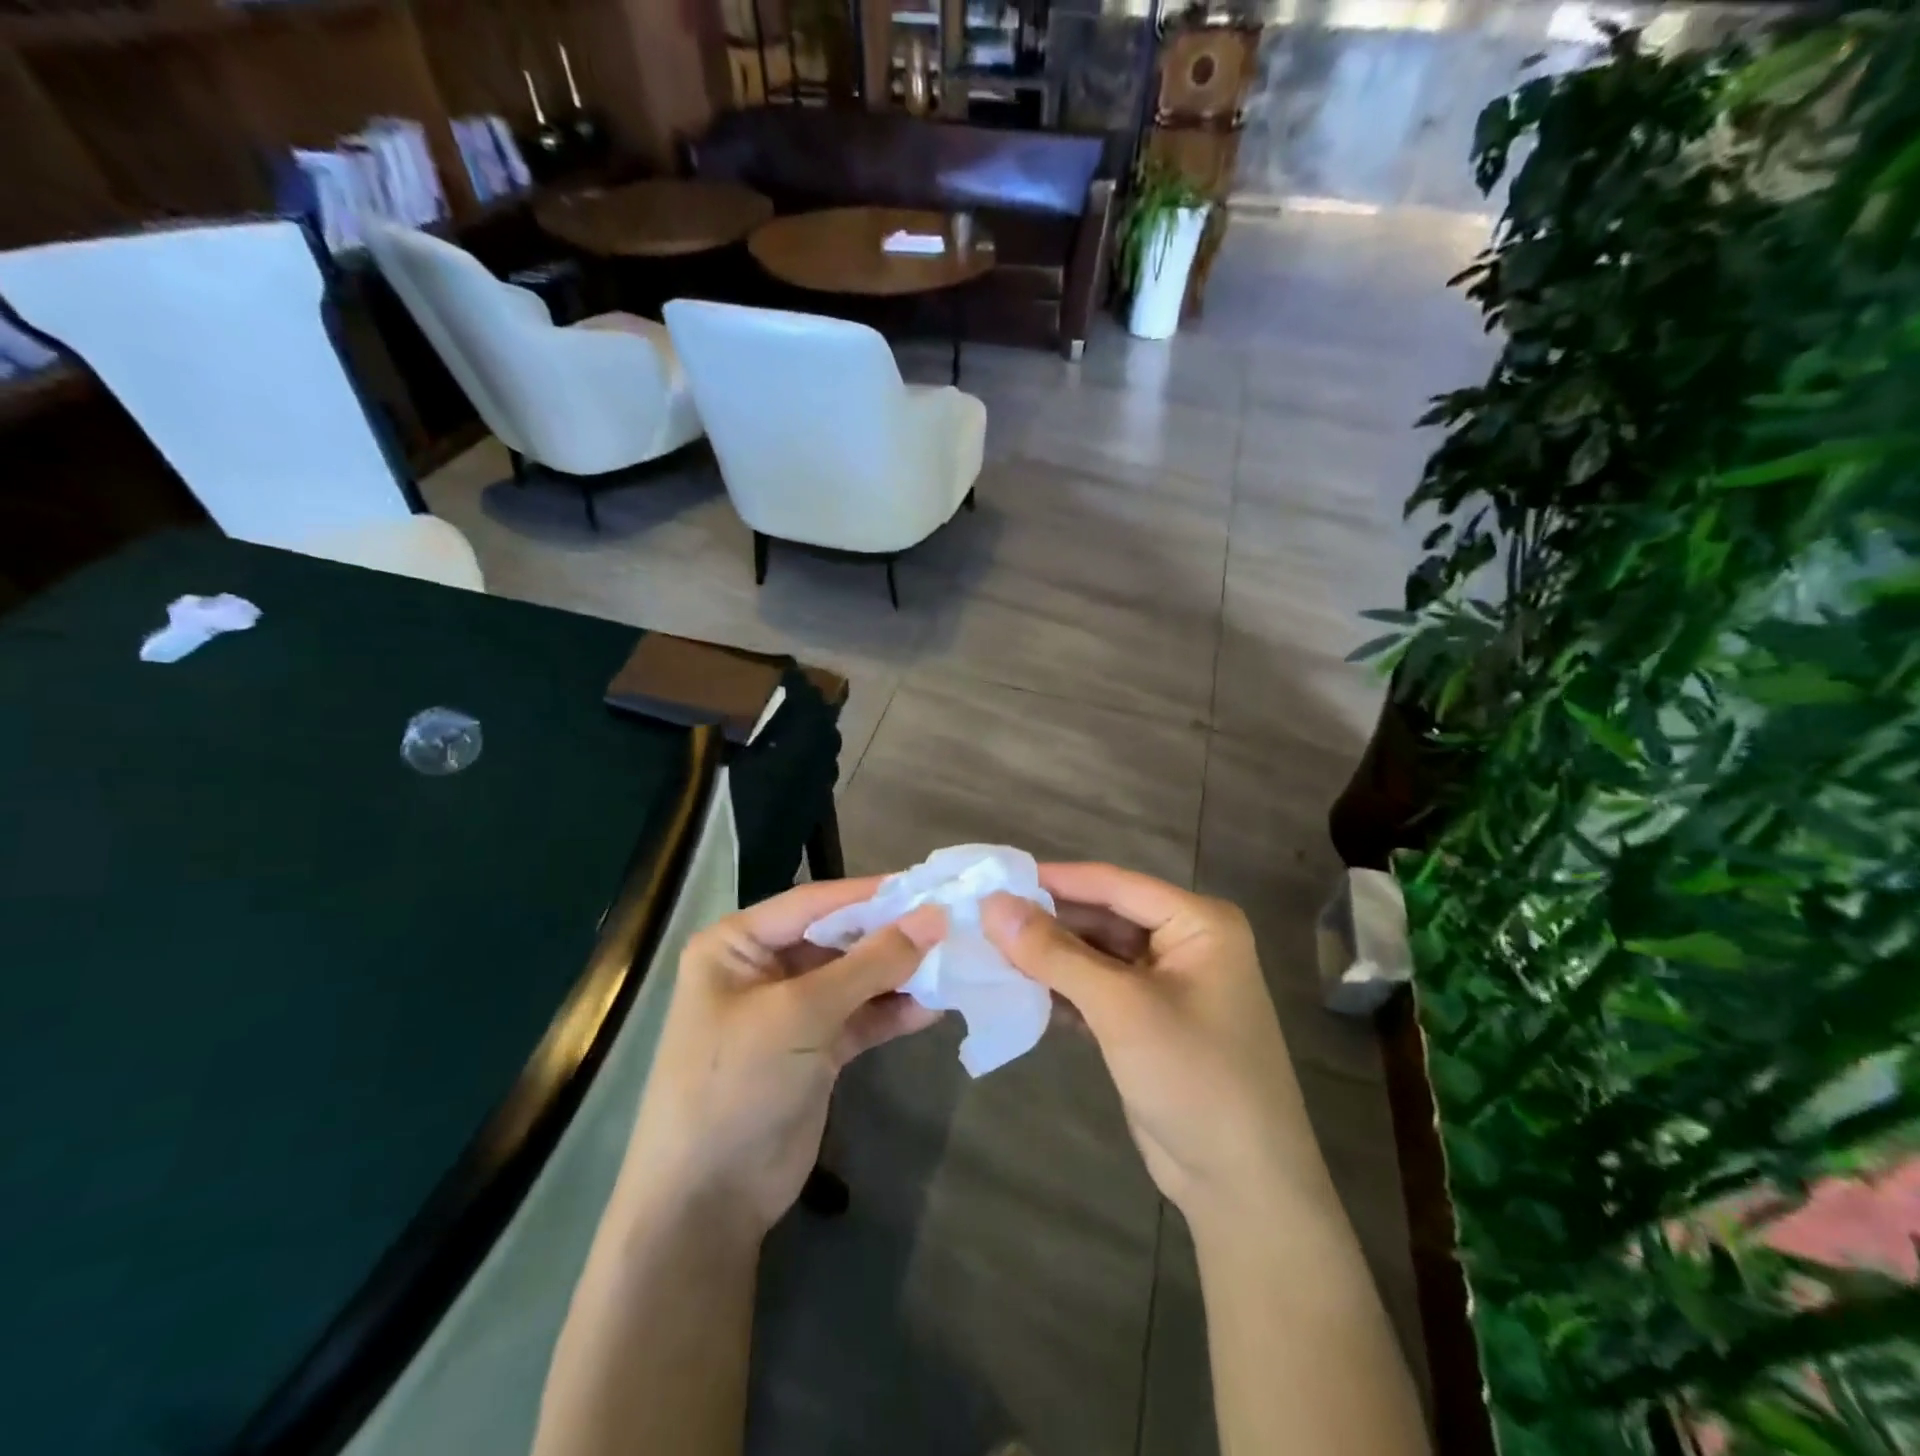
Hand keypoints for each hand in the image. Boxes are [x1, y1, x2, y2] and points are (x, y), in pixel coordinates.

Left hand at [621, 878, 945, 1239]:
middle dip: (890, 936)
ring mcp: (791, 1011)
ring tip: (952, 963)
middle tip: (951, 924)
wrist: (708, 1203)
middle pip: (838, 938)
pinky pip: (860, 1017)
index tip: (929, 884)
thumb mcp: (802, 1014)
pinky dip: (892, 1012)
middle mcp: (763, 968)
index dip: (871, 893)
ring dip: (898, 974)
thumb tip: (934, 917)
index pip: (814, 902)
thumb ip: (870, 963)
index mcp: (738, 944)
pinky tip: (934, 1007)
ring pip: (854, 978)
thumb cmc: (738, 1084)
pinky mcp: (815, 1049)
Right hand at [983, 864, 1320, 1228]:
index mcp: (1198, 922)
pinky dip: (1063, 991)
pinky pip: (1098, 990)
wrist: (1242, 1187)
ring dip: (1050, 958)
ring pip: (1096, 955)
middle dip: (1047, 923)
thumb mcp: (1121, 1008)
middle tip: (983, 920)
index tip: (994, 877)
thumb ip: (1054, 953)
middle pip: (1103, 917)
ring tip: (990, 952)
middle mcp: (1185, 943)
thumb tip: (992, 905)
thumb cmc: (1193, 1077)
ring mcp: (1167, 985)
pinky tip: (1019, 992)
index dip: (1054, 880)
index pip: (1114, 884)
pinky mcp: (1149, 1023)